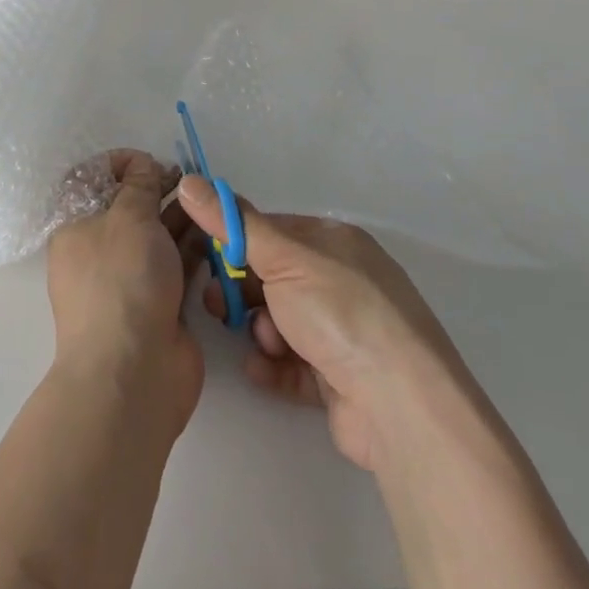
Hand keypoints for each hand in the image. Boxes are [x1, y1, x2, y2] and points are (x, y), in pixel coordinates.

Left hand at [47, 151, 206, 431]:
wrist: (134, 373)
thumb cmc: (121, 281)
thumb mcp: (128, 217)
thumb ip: (138, 185)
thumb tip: (143, 166)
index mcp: (75, 228)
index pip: (89, 182)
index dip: (117, 165)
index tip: (147, 161)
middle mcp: (98, 251)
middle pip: (127, 207)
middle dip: (156, 187)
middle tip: (187, 179)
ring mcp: (129, 280)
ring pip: (155, 235)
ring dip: (179, 215)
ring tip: (207, 201)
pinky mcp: (159, 304)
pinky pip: (175, 265)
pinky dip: (192, 247)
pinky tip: (215, 230)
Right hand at [179, 179, 463, 470]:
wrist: (399, 406)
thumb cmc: (340, 312)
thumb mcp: (281, 255)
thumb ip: (232, 222)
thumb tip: (189, 181)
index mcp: (335, 243)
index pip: (273, 231)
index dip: (237, 242)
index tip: (206, 256)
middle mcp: (343, 282)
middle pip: (275, 278)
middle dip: (243, 290)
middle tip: (215, 304)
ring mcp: (345, 332)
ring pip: (282, 321)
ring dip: (262, 330)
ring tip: (262, 343)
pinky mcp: (341, 380)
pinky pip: (294, 364)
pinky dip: (274, 364)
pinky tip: (260, 369)